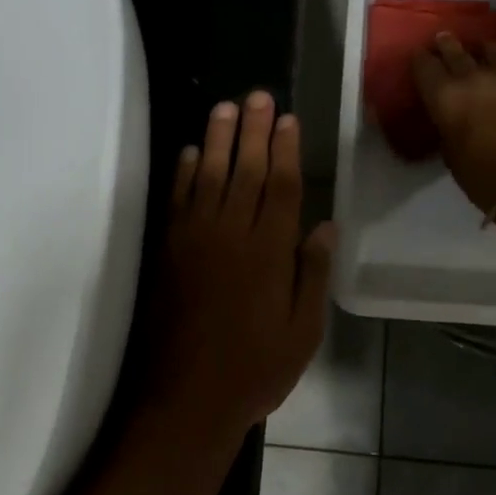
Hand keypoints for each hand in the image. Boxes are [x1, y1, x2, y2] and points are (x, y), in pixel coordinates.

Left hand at [154, 92, 337, 436]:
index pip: (281, 187)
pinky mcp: (169, 251)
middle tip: (257, 96)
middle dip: (253, 131)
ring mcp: (195, 240)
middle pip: (245, 171)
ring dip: (216, 140)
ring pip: (207, 176)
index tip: (287, 119)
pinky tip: (187, 153)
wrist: (187, 398)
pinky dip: (182, 174)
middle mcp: (232, 234)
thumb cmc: (256, 368)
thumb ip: (312, 273)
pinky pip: (177, 201)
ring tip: (224, 108)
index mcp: (269, 251)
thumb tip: (326, 225)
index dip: (285, 150)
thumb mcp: (303, 330)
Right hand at [411, 32, 495, 214]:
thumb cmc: (485, 180)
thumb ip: (448, 127)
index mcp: (446, 97)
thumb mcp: (451, 155)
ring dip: (482, 51)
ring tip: (481, 50)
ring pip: (493, 51)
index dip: (420, 60)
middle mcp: (475, 77)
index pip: (425, 66)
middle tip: (443, 39)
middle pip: (456, 50)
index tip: (419, 56)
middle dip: (447, 45)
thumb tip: (452, 117)